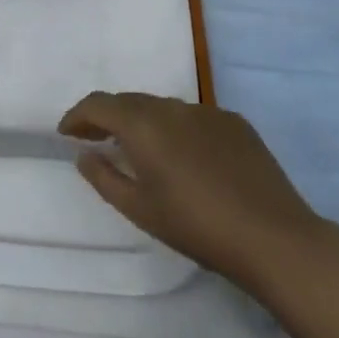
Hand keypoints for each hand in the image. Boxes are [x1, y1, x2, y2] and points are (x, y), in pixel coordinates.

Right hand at [60, 92, 324, 288]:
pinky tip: (183, 157)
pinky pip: (193, 118)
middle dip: (107, 116)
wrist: (272, 236)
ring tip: (137, 149)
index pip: (99, 104)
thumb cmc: (196, 227)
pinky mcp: (235, 123)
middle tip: (93, 139)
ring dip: (142, 122)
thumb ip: (104, 177)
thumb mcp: (139, 209)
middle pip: (130, 101)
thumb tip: (84, 154)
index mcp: (144, 125)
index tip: (66, 133)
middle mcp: (173, 107)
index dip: (78, 115)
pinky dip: (176, 129)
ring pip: (163, 107)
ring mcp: (208, 112)